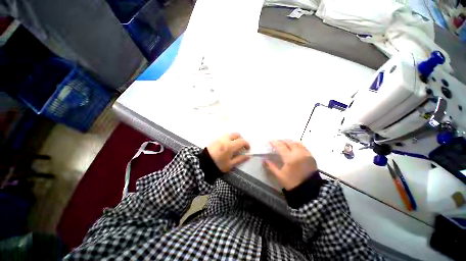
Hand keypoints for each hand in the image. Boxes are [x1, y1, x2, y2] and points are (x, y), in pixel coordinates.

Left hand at [207, 133, 250, 172]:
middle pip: (236, 134)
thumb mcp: (230, 164)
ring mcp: (220, 138)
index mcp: (230, 146)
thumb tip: (248, 156)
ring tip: (234, 146)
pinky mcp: (215, 139)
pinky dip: (229, 138)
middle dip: (241, 139)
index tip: (247, 149)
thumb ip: (240, 159)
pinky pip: (225, 136)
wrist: (203, 163)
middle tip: (241, 146)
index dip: (247, 144)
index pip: (242, 141)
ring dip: (234, 138)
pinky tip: (227, 145)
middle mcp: (225, 139)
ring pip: (230, 134)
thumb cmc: (218, 165)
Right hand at [264, 140, 317, 189]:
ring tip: (284, 143)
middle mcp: (298, 153)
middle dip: (281, 140)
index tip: (269, 141)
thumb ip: (271, 166)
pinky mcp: (310, 156)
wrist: (309, 190)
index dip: (274, 142)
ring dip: (289, 141)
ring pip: (296, 143)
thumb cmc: (292, 182)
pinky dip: (296, 144)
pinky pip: (303, 146)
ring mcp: (305, 154)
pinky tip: (293, 147)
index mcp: (290, 158)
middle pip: (288, 142)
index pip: (280, 146)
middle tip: (276, 142)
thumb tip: (264, 160)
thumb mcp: (279, 176)